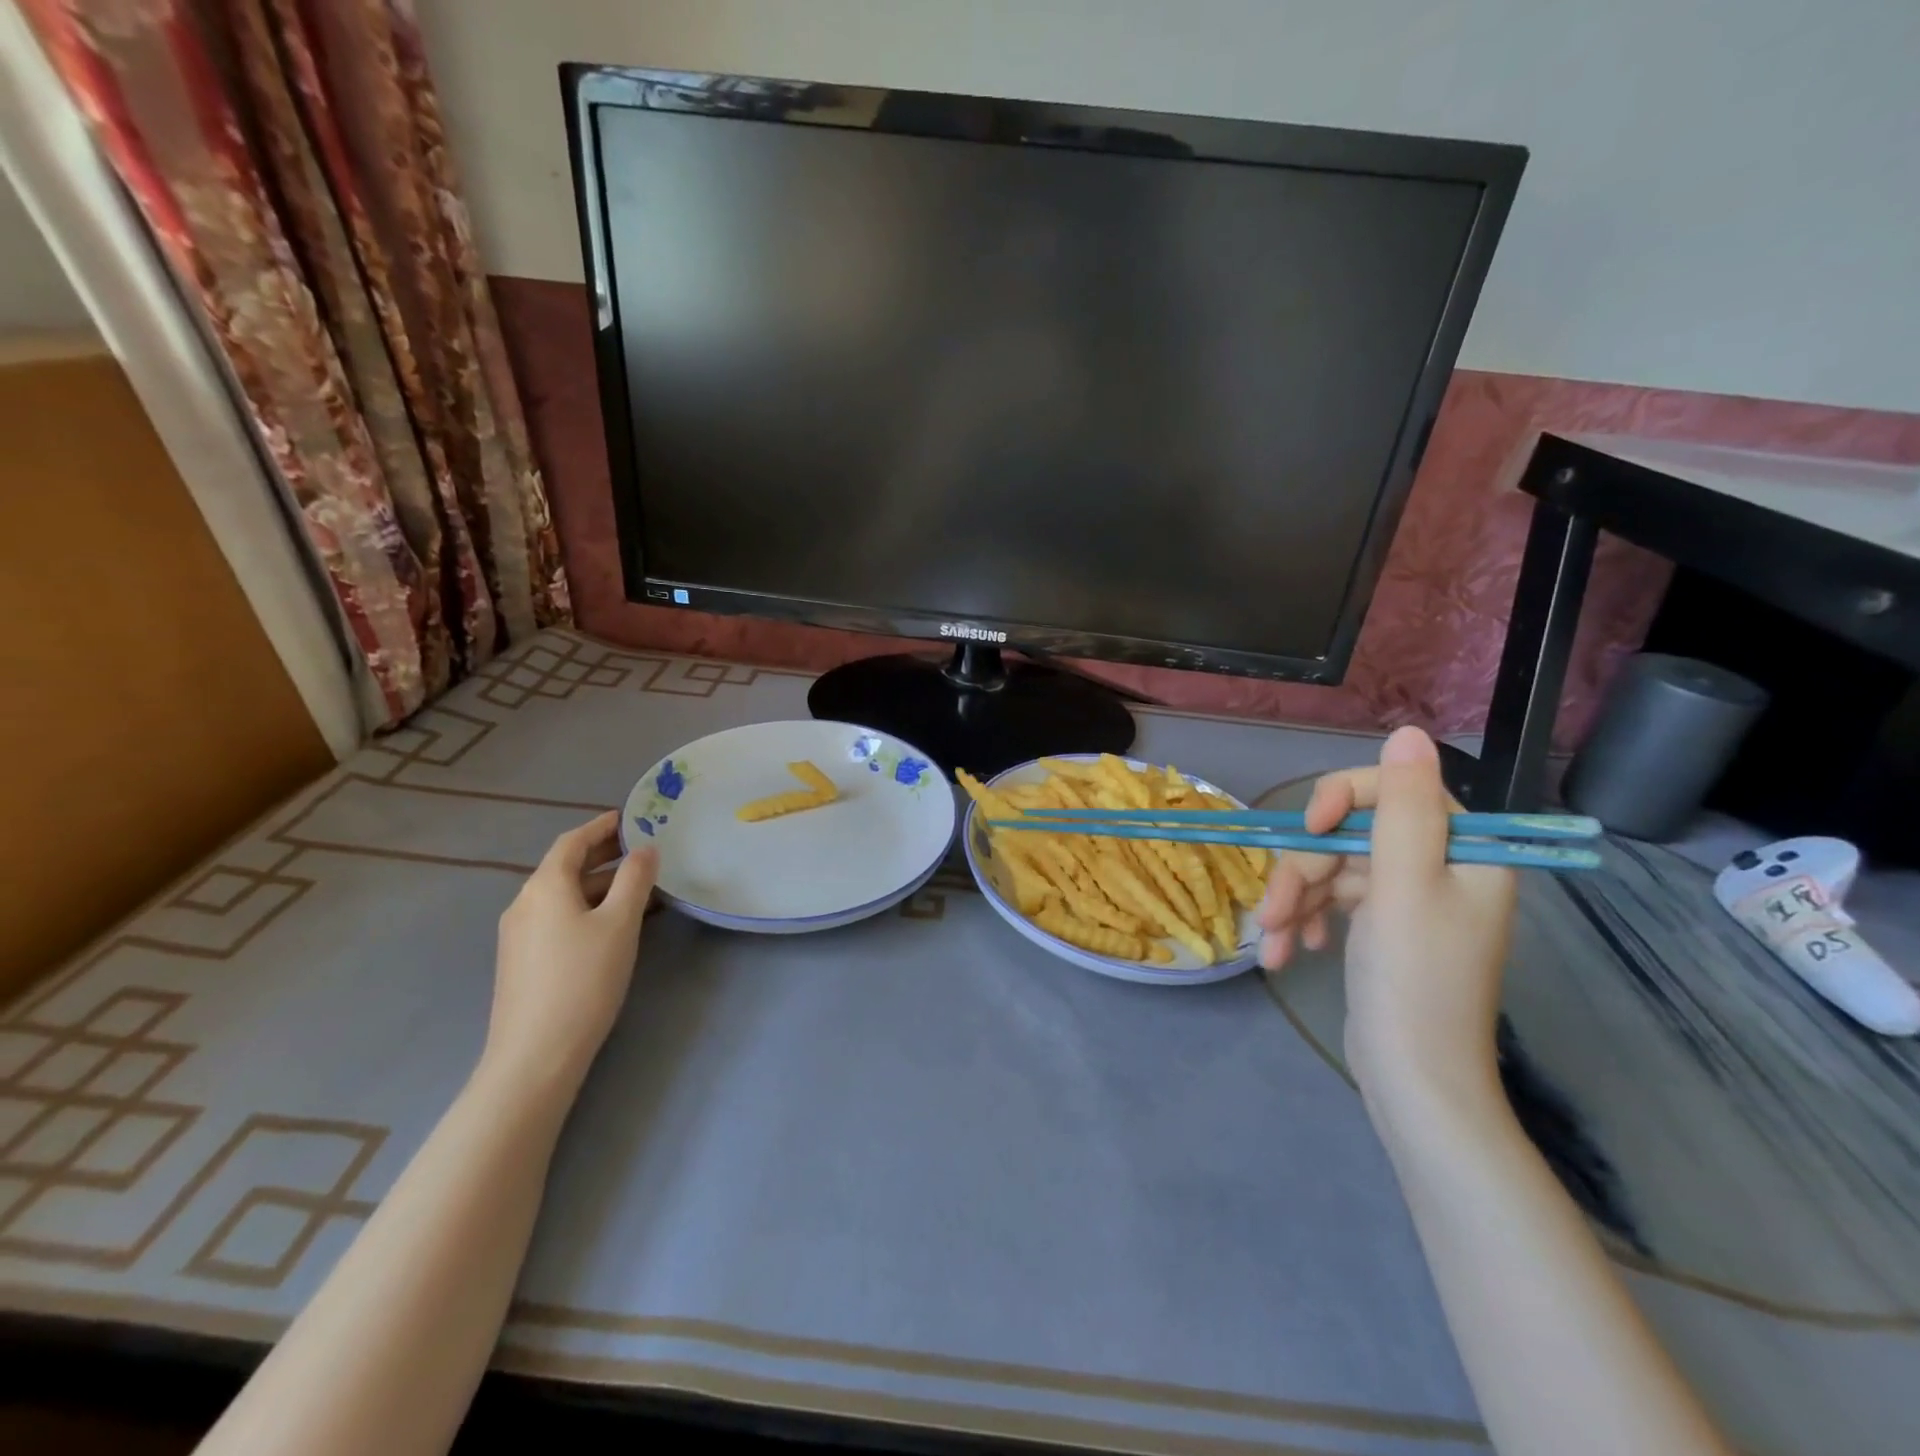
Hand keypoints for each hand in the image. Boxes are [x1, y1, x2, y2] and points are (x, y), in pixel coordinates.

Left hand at [485, 812, 658, 1094]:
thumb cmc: (583, 979)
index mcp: (545, 886)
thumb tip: (646, 850)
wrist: (535, 1055)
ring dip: (598, 883)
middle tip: (642, 849)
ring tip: (637, 886)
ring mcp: (519, 934)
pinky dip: (586, 907)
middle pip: (565, 867)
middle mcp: (525, 903)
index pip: (573, 842)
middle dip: (603, 854)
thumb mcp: (620, 924)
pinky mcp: (522, 961)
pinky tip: (611, 924)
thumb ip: (635, 880)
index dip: (602, 826)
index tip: (630, 818)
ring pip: (563, 895)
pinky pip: (557, 917)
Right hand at [1257, 727, 1515, 1102]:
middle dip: (1304, 870)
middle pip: (1351, 834)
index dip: (1340, 799)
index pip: (1394, 789)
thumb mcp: (1405, 884)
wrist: (1413, 1080)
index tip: (1308, 830)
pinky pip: (1333, 901)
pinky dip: (1307, 921)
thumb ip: (1402, 806)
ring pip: (1333, 868)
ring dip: (1296, 901)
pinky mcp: (1382, 927)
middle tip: (1276, 911)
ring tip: (1274, 941)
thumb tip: (1409, 731)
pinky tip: (1291, 952)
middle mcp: (1439, 866)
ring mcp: (1408, 898)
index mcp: (1464, 849)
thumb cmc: (1414, 979)